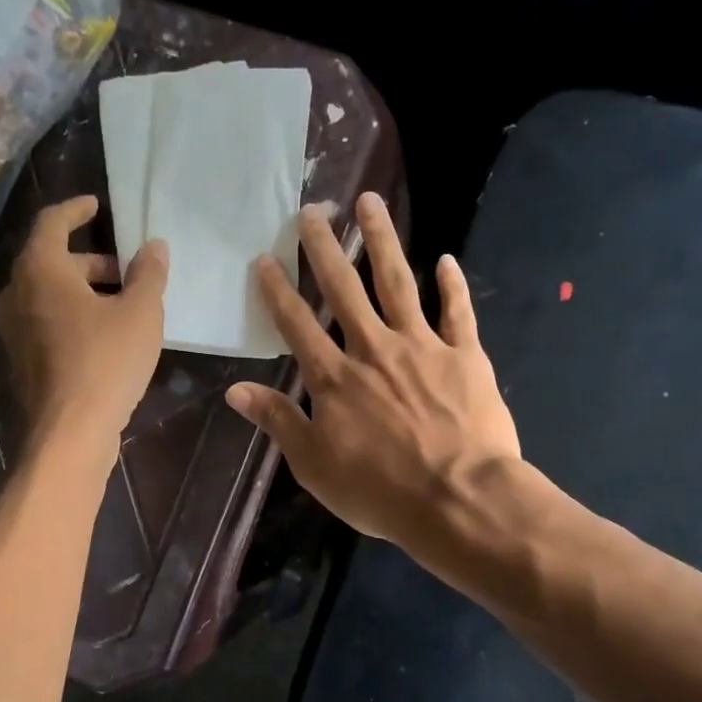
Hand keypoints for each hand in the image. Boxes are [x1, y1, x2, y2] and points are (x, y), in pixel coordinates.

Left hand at [0, 196, 167, 457]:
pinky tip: (105, 335)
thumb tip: (154, 246)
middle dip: (91, 261)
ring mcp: (13, 331)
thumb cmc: (106, 362)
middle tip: (127, 270)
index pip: (52, 222)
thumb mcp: (140, 313)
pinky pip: (46, 322)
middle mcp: (16, 293)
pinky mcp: (21, 360)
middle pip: (51, 261)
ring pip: (48, 294)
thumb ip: (148, 274)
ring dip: (83, 291)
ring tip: (123, 304)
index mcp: (39, 270)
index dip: (76, 209)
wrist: (70, 432)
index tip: (96, 205)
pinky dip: (72, 316)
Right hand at [225, 193, 520, 550]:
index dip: (278, 291)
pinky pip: (458, 312)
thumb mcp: (314, 464)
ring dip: (382, 241)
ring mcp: (423, 347)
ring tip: (370, 202)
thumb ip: (278, 421)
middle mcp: (374, 349)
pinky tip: (446, 259)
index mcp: (335, 378)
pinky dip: (452, 285)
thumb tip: (235, 390)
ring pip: (398, 283)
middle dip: (325, 249)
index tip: (265, 259)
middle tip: (311, 211)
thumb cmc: (379, 490)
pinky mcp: (466, 356)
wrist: (458, 498)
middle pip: (344, 290)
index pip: (297, 325)